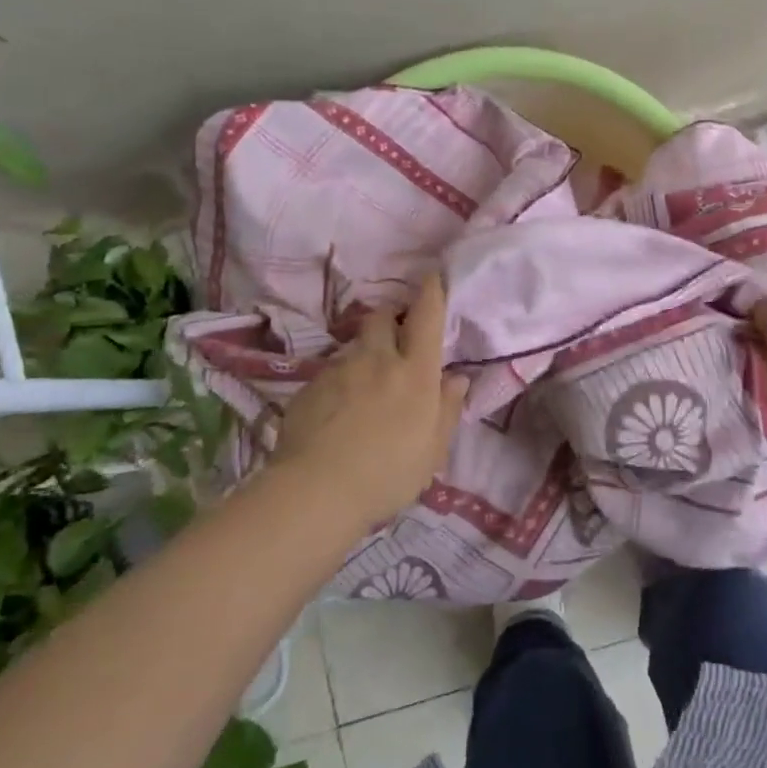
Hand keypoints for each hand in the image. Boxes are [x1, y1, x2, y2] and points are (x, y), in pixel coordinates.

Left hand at [269, 275, 468, 524]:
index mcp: (415, 373)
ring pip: (354, 346)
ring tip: (364, 385)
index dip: (431, 292)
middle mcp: (377, 360)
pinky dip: (339, 382)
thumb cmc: (387, 474)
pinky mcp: (308, 387)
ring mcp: (339, 370)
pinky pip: (330, 373)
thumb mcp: (432, 450)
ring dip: (364, 354)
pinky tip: (337, 412)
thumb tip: (457, 378)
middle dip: (391, 316)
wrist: (316, 492)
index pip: (426, 318)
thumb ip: (447, 409)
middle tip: (396, 334)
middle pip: (382, 317)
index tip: (433, 275)